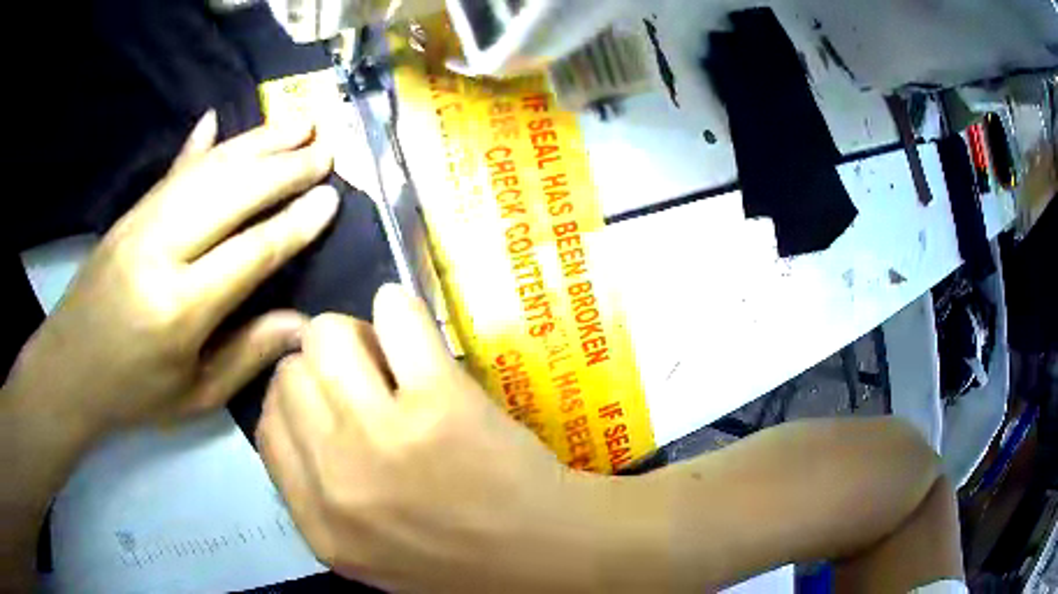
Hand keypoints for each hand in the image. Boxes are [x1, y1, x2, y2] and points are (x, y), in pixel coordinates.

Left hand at [5, 111, 337, 442]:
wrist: (70, 369)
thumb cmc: (133, 392)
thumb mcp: (194, 396)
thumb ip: (247, 356)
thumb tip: (302, 325)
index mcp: (180, 308)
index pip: (251, 252)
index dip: (295, 222)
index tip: (332, 197)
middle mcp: (161, 251)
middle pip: (232, 193)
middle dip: (285, 167)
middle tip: (327, 147)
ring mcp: (141, 223)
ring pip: (207, 170)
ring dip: (256, 142)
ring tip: (297, 122)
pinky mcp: (130, 213)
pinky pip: (173, 170)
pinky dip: (200, 145)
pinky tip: (217, 120)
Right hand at [257, 285, 615, 592]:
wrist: (542, 547)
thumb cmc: (457, 552)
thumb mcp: (364, 550)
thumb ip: (313, 495)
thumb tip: (292, 406)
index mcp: (319, 523)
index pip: (268, 426)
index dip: (296, 400)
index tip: (325, 395)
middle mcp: (338, 479)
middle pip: (290, 375)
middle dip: (322, 367)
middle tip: (362, 376)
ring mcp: (385, 438)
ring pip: (326, 337)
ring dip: (353, 333)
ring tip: (386, 352)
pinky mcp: (439, 402)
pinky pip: (392, 316)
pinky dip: (397, 309)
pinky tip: (409, 325)